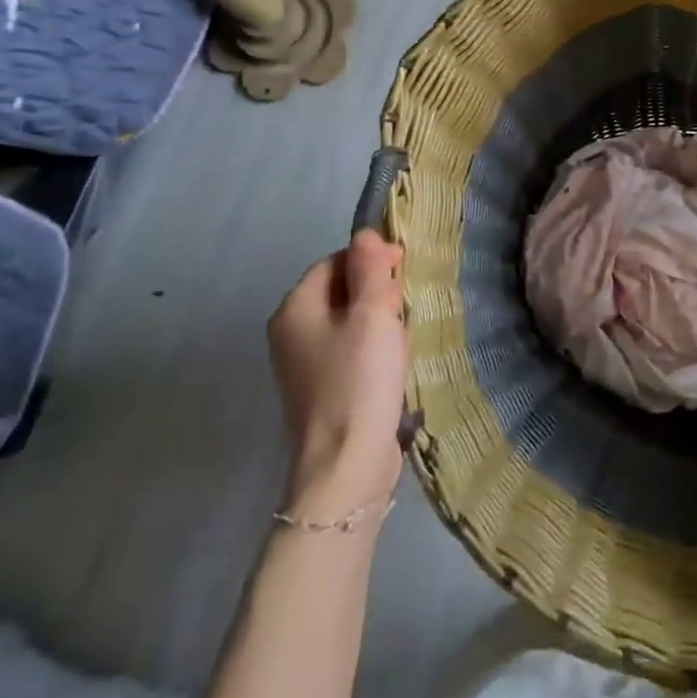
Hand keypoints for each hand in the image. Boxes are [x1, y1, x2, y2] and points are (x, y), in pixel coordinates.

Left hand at [266, 231, 408, 505]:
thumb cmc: (359, 380)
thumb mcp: (372, 315)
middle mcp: (291, 332)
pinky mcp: (322, 389)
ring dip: (379, 320)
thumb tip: (364, 233)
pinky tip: (393, 362)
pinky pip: (349, 350)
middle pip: (339, 290)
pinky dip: (373, 347)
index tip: (405, 268)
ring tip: (403, 336)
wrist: (346, 465)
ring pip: (348, 321)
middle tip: (405, 305)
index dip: (370, 259)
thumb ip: (370, 270)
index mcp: (295, 309)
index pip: (333, 262)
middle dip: (376, 291)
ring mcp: (303, 364)